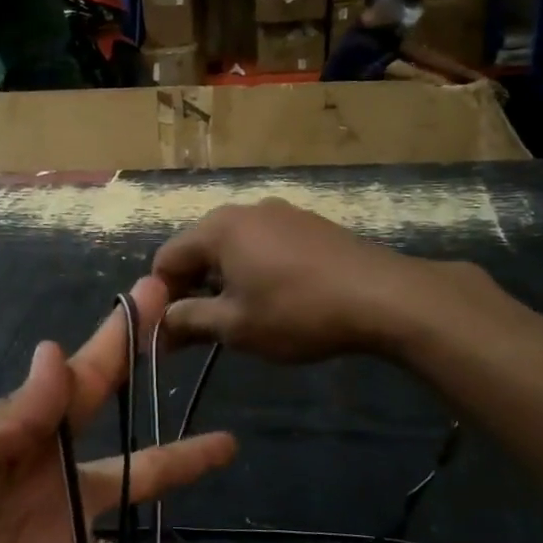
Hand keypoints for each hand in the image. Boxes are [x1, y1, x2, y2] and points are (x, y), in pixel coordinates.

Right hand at [152, 198, 486, 362]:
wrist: (384, 297)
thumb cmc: (297, 311)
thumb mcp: (236, 326)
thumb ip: (189, 321)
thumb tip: (159, 326)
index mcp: (218, 229)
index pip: (166, 259)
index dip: (159, 297)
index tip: (168, 333)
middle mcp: (244, 210)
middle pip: (199, 250)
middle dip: (191, 290)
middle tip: (199, 331)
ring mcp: (281, 213)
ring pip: (233, 248)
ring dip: (223, 282)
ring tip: (238, 318)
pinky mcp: (309, 225)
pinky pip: (264, 245)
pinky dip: (254, 271)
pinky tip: (274, 300)